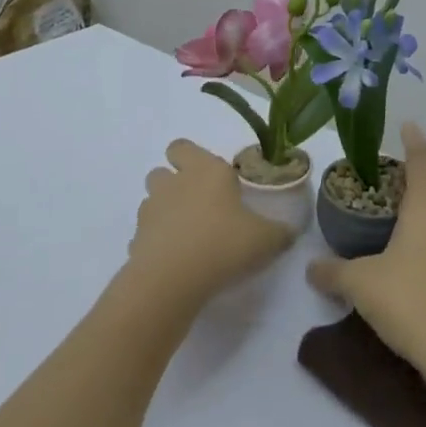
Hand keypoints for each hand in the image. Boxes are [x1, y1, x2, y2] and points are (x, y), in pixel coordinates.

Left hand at [128, 140, 294, 307]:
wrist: (173, 279)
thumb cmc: (224, 244)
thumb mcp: (265, 240)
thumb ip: (280, 232)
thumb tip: (289, 231)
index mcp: (206, 171)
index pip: (183, 147)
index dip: (190, 157)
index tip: (210, 177)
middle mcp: (174, 183)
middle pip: (161, 170)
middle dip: (174, 181)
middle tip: (198, 204)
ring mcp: (151, 210)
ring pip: (152, 200)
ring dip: (164, 211)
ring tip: (187, 235)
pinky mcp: (136, 239)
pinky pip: (146, 235)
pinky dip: (156, 243)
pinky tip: (175, 262)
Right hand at [306, 122, 425, 371]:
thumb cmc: (410, 302)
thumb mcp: (360, 284)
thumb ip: (333, 271)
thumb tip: (311, 268)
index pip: (423, 162)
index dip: (415, 142)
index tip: (407, 125)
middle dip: (424, 162)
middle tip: (400, 158)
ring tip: (408, 191)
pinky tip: (420, 233)